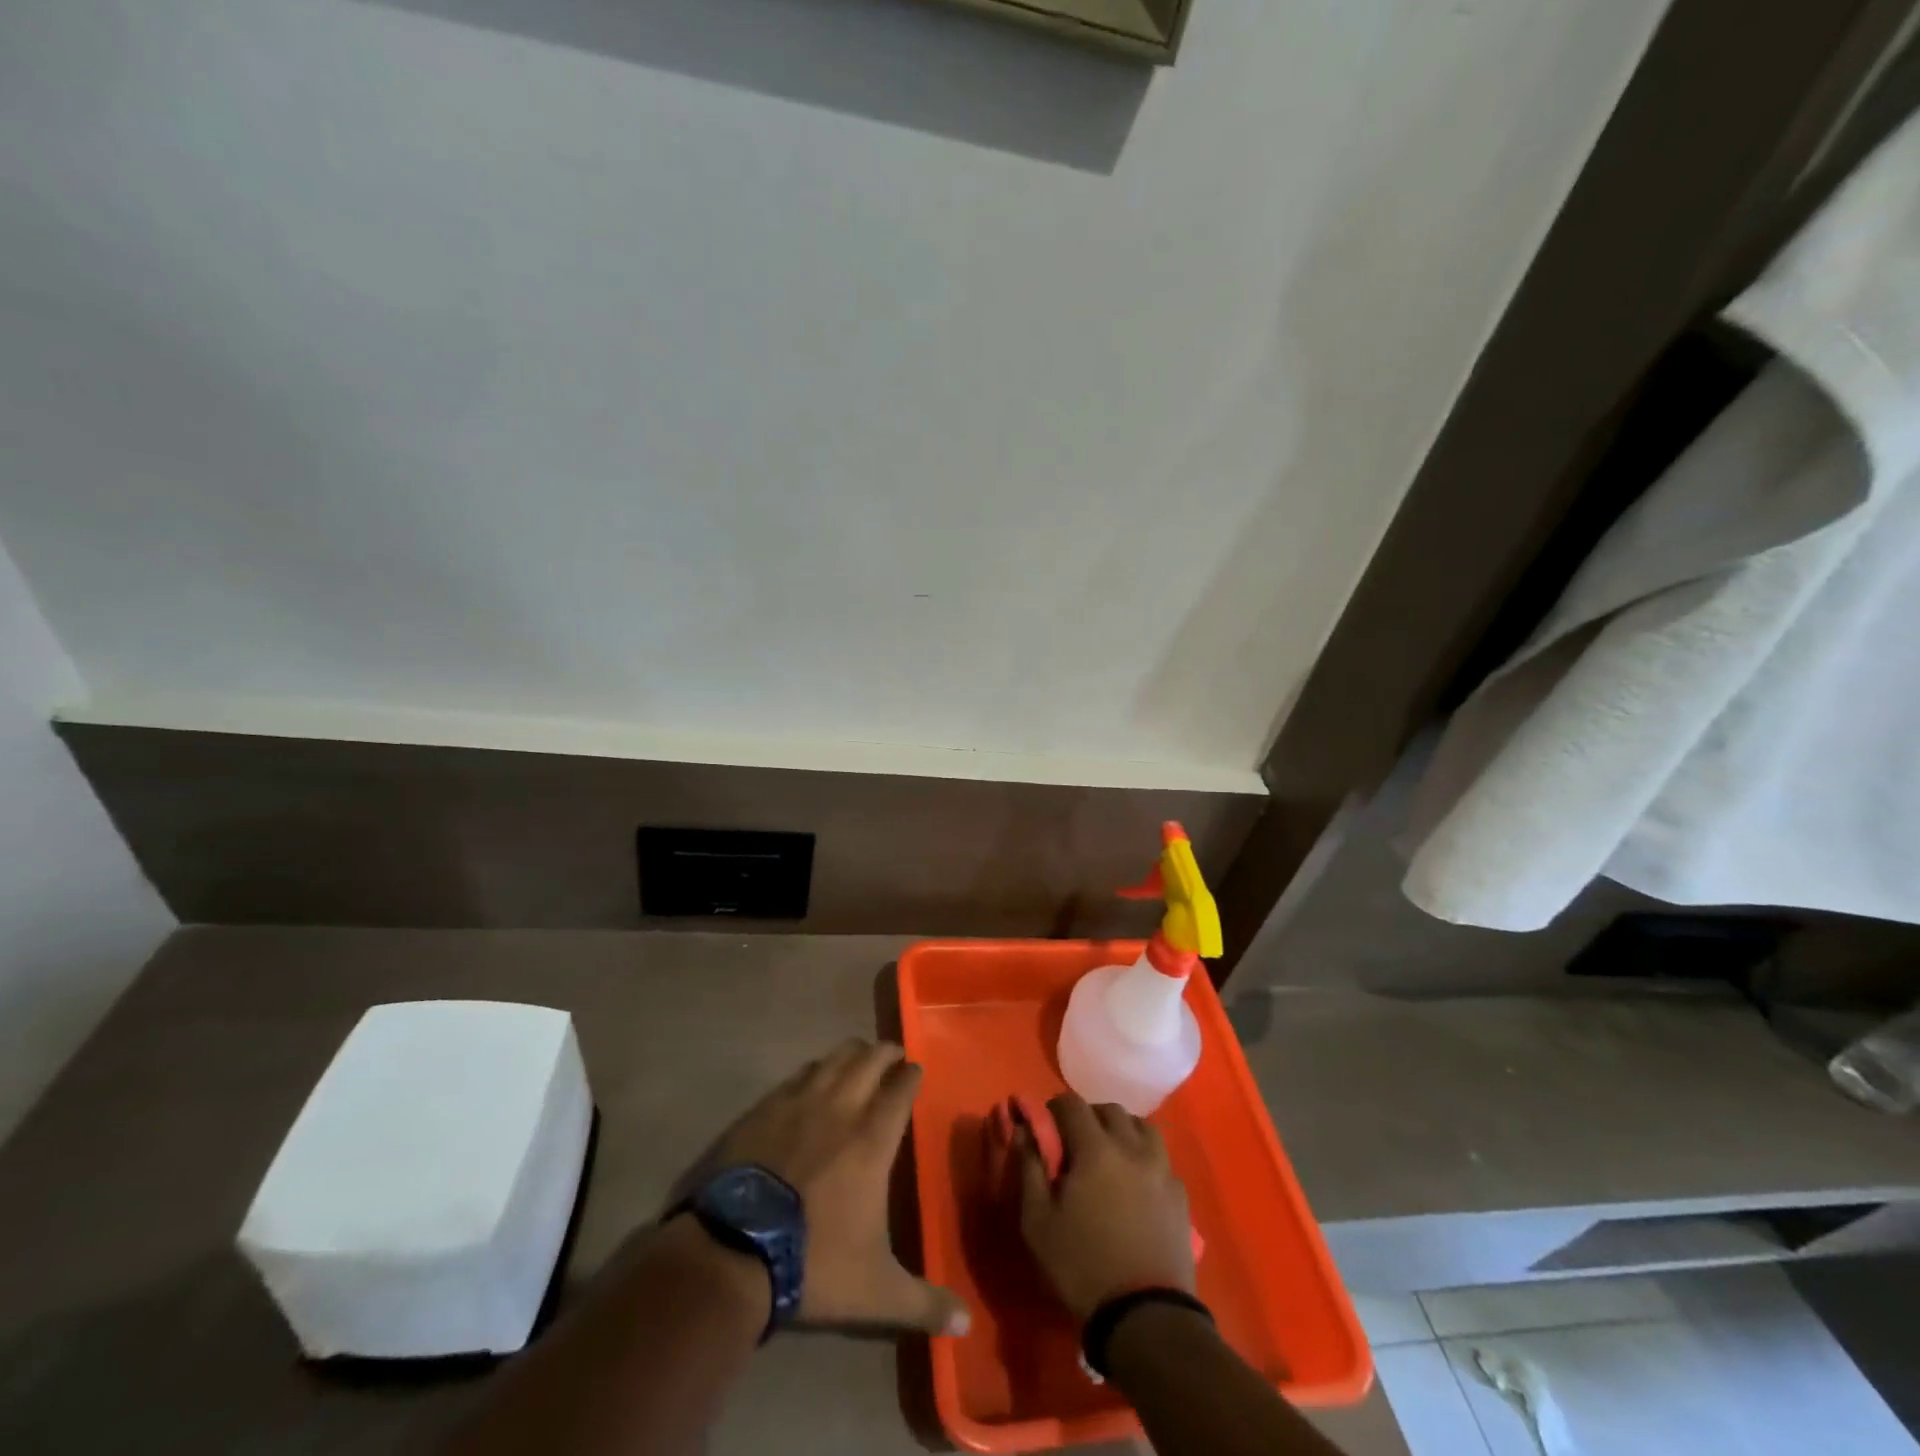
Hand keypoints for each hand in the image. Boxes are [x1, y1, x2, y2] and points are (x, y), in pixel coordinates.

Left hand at [674, 1039, 968, 1336]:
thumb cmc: (812, 1263)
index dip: (911, 1074)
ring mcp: (798, 1102)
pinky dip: (813, 1071)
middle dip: (885, 1053)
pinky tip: (810, 1080)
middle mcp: (840, 1107)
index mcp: (873, 1138)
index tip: (916, 1069)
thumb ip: (923, 1303)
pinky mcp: (763, 1108)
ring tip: (857, 1059)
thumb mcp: (875, 1292)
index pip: (900, 1088)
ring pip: (833, 1058)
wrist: (731, 1251)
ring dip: (850, 1054)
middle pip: (869, 1059)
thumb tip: (966, 1325)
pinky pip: (797, 1075)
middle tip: (892, 1056)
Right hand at [1018, 1093, 1195, 1323]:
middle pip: (1109, 1110)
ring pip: (1141, 1127)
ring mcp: (1162, 1169)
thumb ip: (1029, 1168)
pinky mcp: (1180, 1195)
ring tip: (1108, 1157)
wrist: (1146, 1317)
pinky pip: (1160, 1158)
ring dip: (1121, 1131)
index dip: (1054, 1109)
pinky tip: (1135, 1184)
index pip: (1072, 1104)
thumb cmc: (1083, 1267)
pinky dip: (1144, 1157)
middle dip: (1088, 1117)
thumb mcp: (1038, 1222)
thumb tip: (1025, 1131)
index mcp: (1096, 1148)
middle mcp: (1132, 1147)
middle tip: (1075, 1144)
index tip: (1046, 1128)